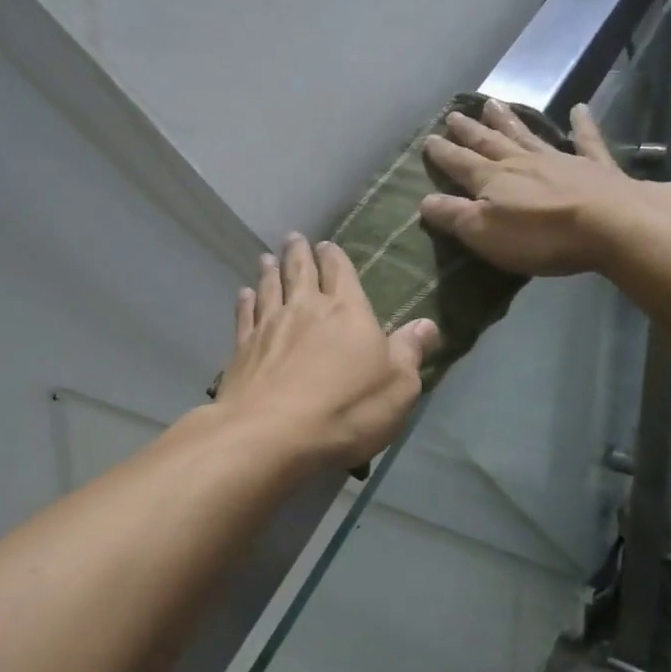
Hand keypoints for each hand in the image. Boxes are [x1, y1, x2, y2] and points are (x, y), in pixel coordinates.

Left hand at [216, 235, 439, 469]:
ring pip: (269, 288)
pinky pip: (245, 316)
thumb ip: (410, 352)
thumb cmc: (346, 409)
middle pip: (300, 271)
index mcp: (347, 311)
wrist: (273, 434)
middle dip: (298, 253)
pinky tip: (244, 294)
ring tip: (267, 257)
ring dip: (269, 271)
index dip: (334, 257)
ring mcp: (270, 327)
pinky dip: (245, 302)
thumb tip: (427, 325)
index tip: (327, 244)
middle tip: (293, 237)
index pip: (340, 272)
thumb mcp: (398, 386)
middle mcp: (306, 309)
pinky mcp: (243, 349)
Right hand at [420, 101, 639, 275]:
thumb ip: (454, 215)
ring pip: (527, 135)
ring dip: (509, 121)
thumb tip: (424, 200)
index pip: (461, 164)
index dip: (443, 154)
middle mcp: (522, 162)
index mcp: (493, 180)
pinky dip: (582, 125)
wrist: (610, 224)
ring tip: (493, 103)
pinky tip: (580, 109)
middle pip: (490, 143)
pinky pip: (586, 140)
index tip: (428, 139)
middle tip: (454, 113)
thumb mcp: (485, 233)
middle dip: (470, 131)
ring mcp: (560, 160)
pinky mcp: (595, 167)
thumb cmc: (540, 235)